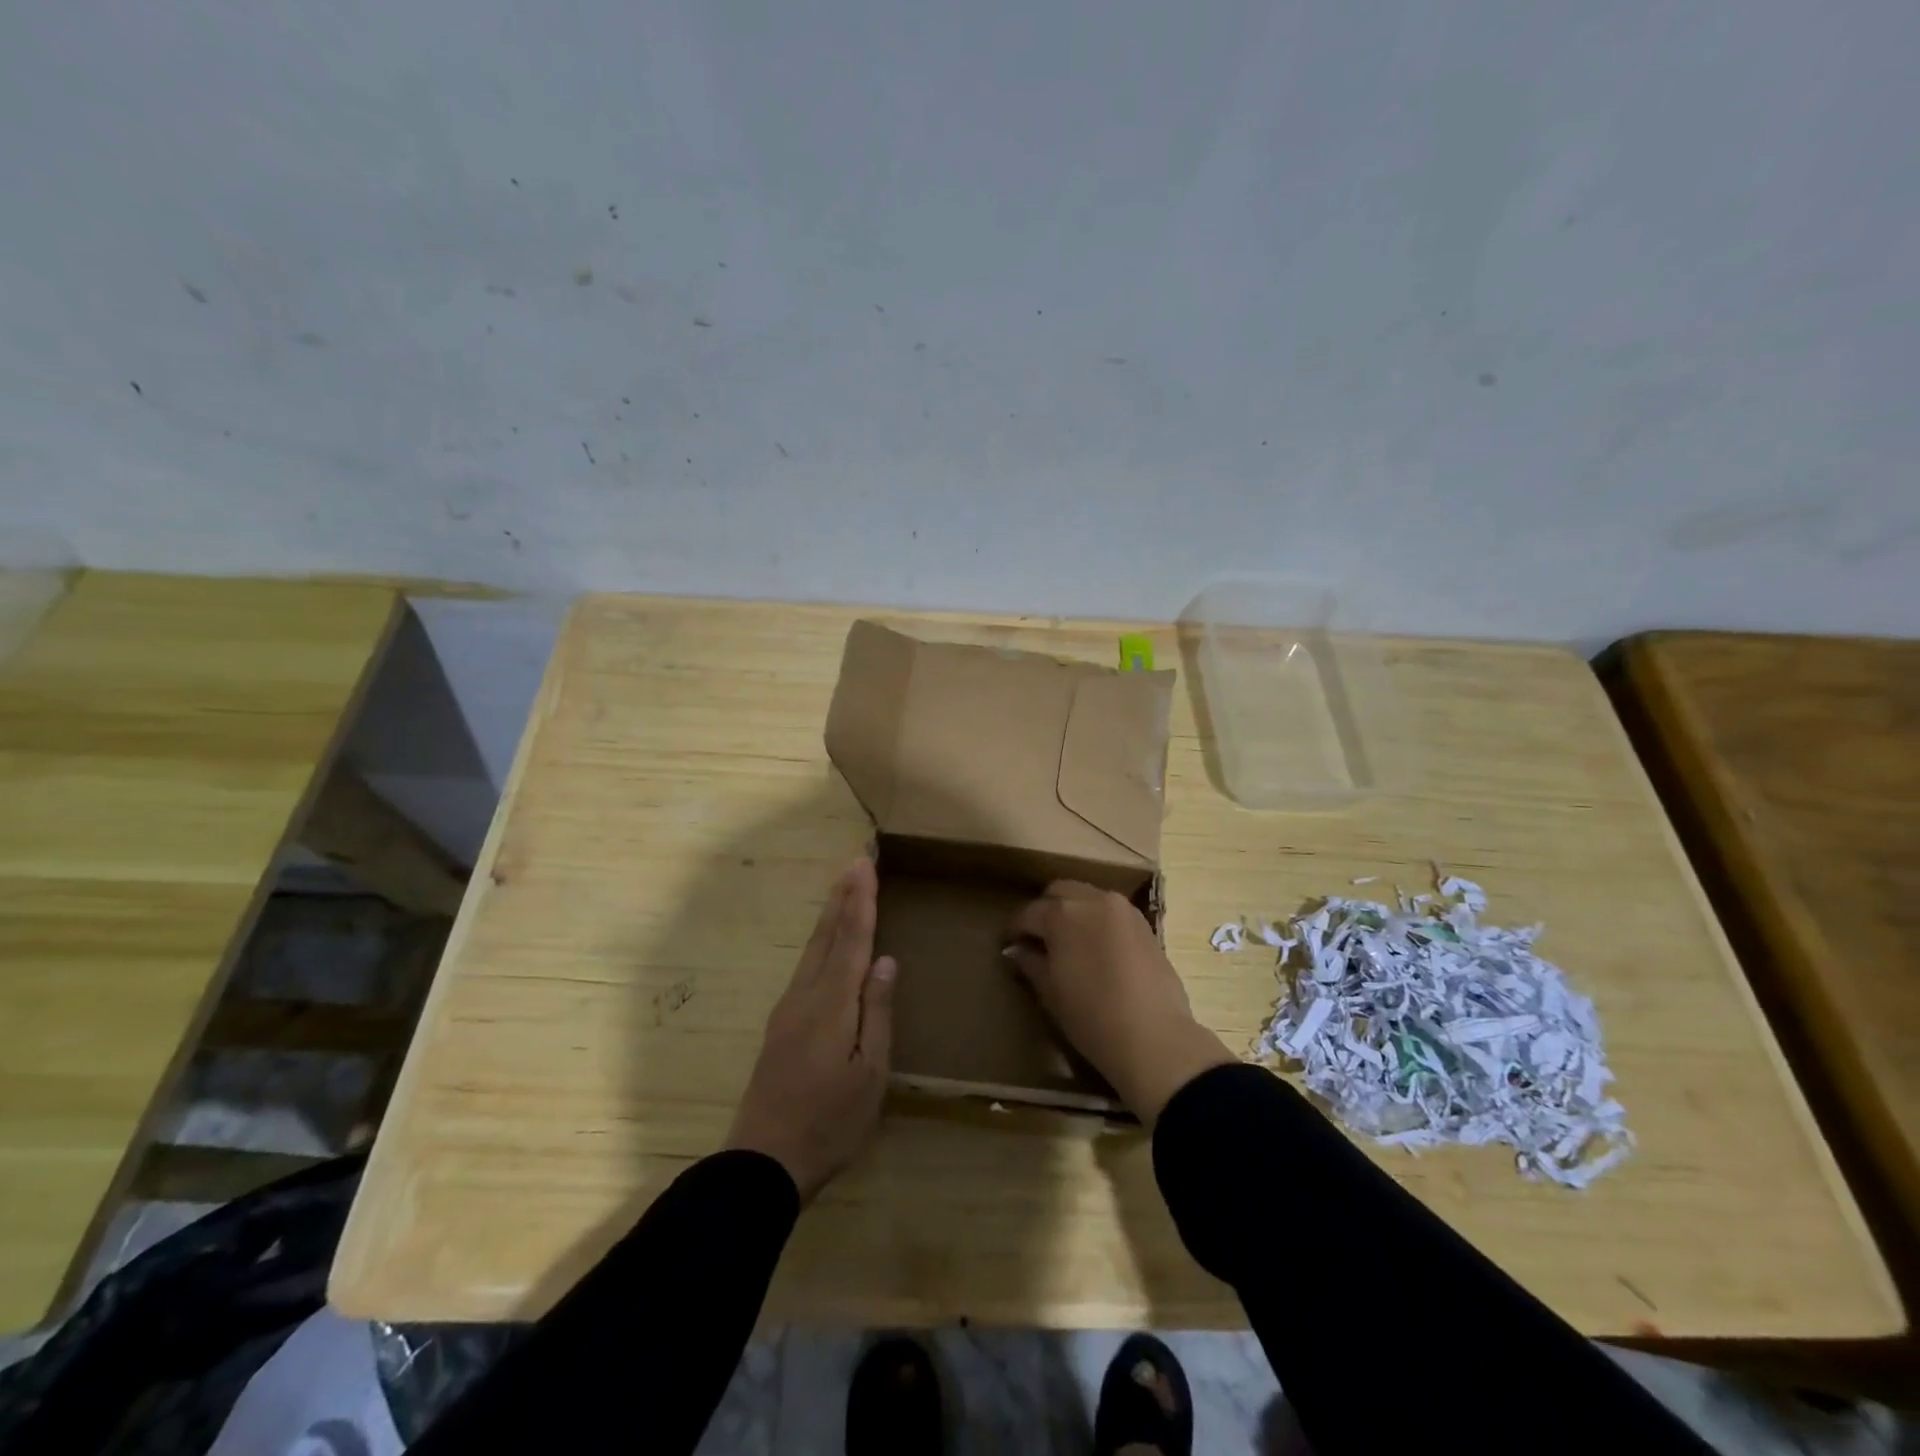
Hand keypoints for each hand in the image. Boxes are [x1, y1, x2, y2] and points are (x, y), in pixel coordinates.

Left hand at [725, 858, 895, 1199]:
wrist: (762, 1163)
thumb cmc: (830, 1122)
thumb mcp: (869, 1074)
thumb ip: (877, 1013)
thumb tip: (886, 960)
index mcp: (832, 1004)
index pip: (852, 941)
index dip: (861, 902)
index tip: (865, 866)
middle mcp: (806, 996)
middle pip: (827, 936)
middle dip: (843, 897)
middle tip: (854, 862)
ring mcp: (788, 1010)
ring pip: (812, 950)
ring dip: (830, 915)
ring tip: (842, 889)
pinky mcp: (780, 1025)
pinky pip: (805, 967)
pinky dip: (820, 942)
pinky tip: (824, 943)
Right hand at [1007, 881, 1235, 1124]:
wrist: (1154, 1036)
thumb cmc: (1091, 1017)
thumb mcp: (1050, 992)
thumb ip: (1031, 963)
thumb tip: (1017, 950)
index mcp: (1062, 914)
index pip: (1028, 913)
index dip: (1015, 929)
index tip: (1009, 944)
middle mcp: (1092, 899)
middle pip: (1059, 892)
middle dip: (1045, 910)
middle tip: (1038, 938)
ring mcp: (1122, 909)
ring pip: (1087, 896)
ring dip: (1073, 911)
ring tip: (1068, 941)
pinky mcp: (1143, 923)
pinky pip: (1111, 911)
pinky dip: (1098, 919)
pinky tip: (1096, 947)